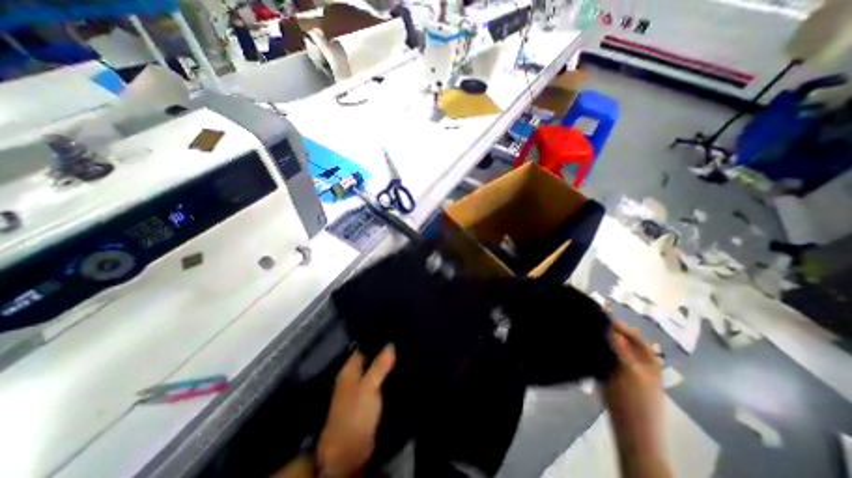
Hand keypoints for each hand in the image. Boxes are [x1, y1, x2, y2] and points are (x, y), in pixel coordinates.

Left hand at [315, 346, 395, 475]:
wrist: (348, 452)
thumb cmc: (356, 414)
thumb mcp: (369, 387)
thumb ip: (379, 365)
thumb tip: (391, 344)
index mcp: (349, 370)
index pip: (363, 347)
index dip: (376, 339)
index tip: (392, 330)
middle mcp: (352, 376)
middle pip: (369, 357)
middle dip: (383, 350)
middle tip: (402, 340)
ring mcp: (359, 389)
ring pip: (374, 369)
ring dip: (385, 363)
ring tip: (404, 352)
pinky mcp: (366, 400)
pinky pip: (377, 381)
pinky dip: (386, 376)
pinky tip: (398, 371)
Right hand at [601, 317, 669, 476]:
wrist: (633, 433)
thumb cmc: (634, 400)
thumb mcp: (626, 369)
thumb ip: (617, 345)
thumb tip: (605, 323)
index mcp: (648, 359)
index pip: (631, 334)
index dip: (615, 323)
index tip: (596, 314)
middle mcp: (638, 362)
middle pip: (620, 341)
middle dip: (604, 332)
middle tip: (587, 323)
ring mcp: (626, 371)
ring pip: (611, 350)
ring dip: (599, 342)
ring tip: (583, 334)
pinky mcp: (615, 378)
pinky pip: (605, 359)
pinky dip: (597, 353)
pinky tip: (585, 350)